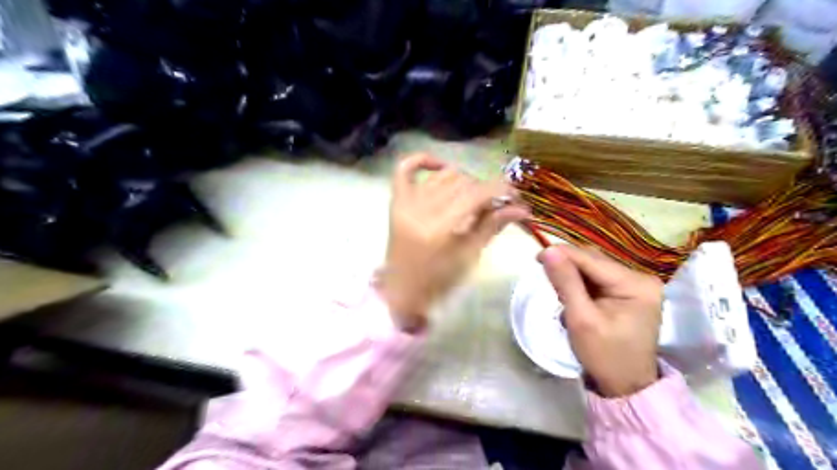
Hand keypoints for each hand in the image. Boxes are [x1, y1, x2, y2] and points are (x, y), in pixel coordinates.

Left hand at [382, 154, 528, 329]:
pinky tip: (442, 167)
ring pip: (443, 176)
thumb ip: (493, 226)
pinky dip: (424, 161)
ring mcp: (405, 203)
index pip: (475, 195)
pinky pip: (405, 168)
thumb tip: (522, 208)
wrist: (403, 291)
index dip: (500, 190)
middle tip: (495, 205)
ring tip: (472, 198)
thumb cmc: (439, 281)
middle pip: (462, 183)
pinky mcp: (396, 201)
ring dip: (464, 182)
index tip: (515, 195)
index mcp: (439, 228)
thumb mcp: (469, 256)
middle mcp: (420, 210)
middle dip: (485, 190)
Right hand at [540, 247, 663, 395]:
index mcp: (635, 284)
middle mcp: (641, 278)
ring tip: (559, 291)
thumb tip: (549, 251)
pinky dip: (581, 285)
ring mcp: (637, 286)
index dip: (563, 254)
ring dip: (573, 276)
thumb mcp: (581, 319)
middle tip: (545, 277)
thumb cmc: (605, 356)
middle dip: (568, 267)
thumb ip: (565, 282)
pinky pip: (599, 280)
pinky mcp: (629, 293)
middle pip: (594, 261)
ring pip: (594, 269)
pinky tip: (572, 295)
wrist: (627, 387)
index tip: (536, 257)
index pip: (591, 259)